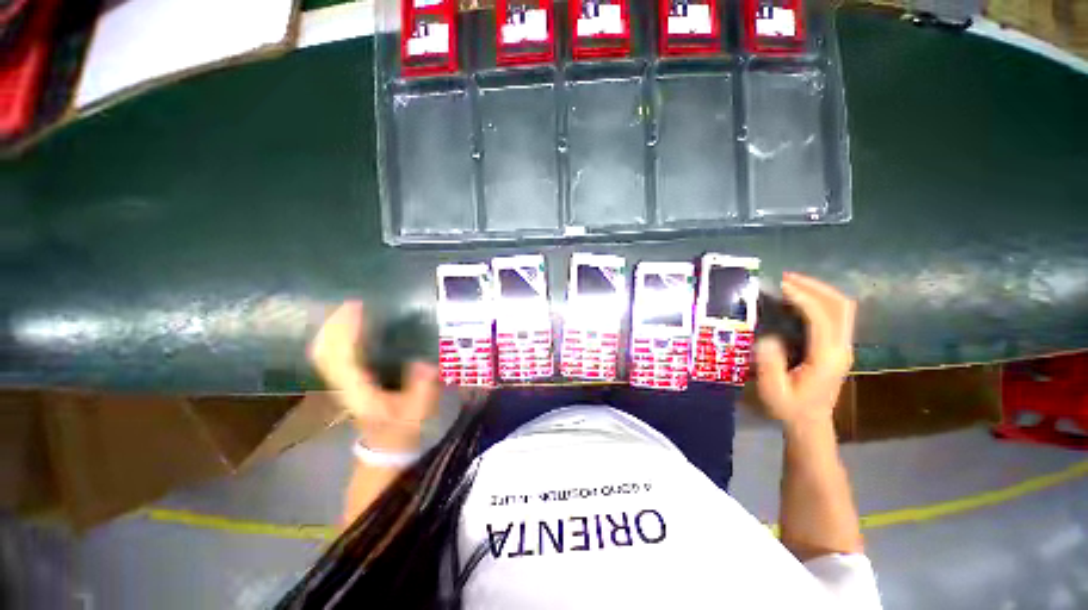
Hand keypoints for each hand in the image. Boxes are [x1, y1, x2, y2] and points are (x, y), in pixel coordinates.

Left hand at [309, 300, 440, 451]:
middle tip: (352, 302)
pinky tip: (349, 326)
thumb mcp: (418, 410)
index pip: (342, 357)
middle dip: (334, 324)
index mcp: (358, 391)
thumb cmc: (403, 428)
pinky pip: (331, 354)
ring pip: (324, 351)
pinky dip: (336, 337)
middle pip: (324, 350)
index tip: (357, 307)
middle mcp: (343, 384)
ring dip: (332, 328)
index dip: (346, 330)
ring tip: (349, 309)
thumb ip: (421, 387)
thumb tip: (423, 362)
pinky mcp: (345, 381)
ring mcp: (340, 383)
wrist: (386, 446)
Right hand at [755, 273, 855, 429]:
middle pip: (841, 306)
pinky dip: (818, 300)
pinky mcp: (836, 346)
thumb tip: (767, 336)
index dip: (803, 298)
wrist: (810, 422)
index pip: (822, 318)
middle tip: (786, 277)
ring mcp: (842, 346)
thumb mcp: (773, 390)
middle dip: (815, 287)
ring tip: (790, 283)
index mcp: (826, 358)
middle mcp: (841, 348)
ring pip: (841, 308)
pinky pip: (834, 314)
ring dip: (818, 290)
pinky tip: (797, 298)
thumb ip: (770, 364)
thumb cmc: (789, 408)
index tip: (779, 286)